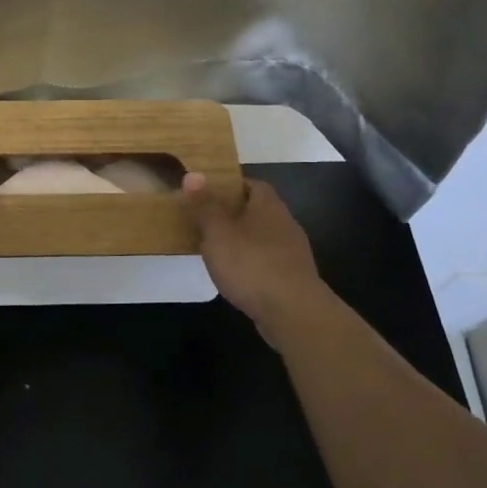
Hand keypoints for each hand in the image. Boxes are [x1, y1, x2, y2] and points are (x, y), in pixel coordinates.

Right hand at [184, 173, 323, 328]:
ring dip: (243, 241)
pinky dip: (252, 264)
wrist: (293, 313)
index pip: (252, 184)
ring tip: (217, 251)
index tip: (208, 193)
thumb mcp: (218, 232)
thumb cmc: (251, 264)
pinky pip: (268, 262)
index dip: (231, 186)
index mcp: (268, 205)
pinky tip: (236, 277)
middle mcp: (285, 223)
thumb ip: (205, 205)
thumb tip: (193, 175)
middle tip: (206, 222)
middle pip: (258, 210)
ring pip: (263, 238)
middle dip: (234, 214)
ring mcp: (293, 252)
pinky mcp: (293, 278)